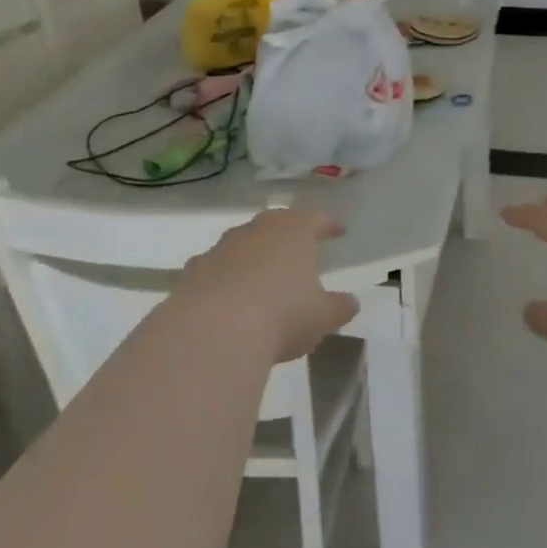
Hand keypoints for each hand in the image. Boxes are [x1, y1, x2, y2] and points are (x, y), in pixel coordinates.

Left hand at [177, 208, 359, 362]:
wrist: (215, 329)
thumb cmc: (282, 315)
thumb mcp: (322, 316)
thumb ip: (339, 307)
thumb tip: (350, 302)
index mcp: (295, 231)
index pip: (316, 219)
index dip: (329, 225)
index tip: (338, 231)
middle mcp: (258, 228)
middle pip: (277, 222)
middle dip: (289, 233)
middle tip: (299, 246)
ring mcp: (223, 246)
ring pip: (245, 241)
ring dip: (255, 253)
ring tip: (264, 273)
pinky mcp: (196, 269)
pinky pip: (218, 266)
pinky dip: (227, 275)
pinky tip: (230, 295)